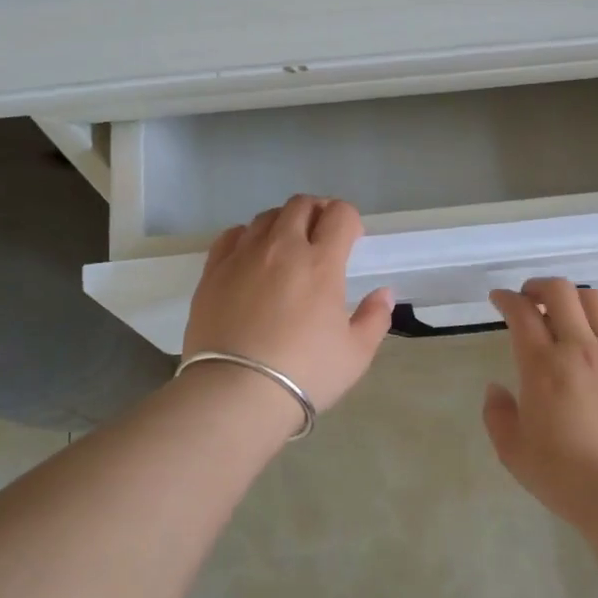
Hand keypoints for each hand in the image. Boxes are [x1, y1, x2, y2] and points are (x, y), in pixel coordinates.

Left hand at [183, 195, 393, 411]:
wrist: (235, 392)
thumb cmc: (305, 373)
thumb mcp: (355, 354)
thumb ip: (375, 318)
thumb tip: (383, 293)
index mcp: (321, 263)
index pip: (339, 215)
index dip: (350, 220)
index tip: (352, 240)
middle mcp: (281, 248)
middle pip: (301, 205)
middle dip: (318, 212)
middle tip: (322, 237)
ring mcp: (243, 256)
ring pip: (265, 217)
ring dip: (284, 223)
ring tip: (287, 248)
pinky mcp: (213, 272)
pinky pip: (231, 235)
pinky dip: (247, 236)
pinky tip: (251, 256)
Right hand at [482, 278, 597, 531]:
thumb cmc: (564, 476)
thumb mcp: (513, 451)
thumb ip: (497, 414)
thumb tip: (497, 388)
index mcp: (542, 366)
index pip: (521, 312)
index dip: (506, 298)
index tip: (499, 299)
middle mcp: (580, 348)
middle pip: (561, 291)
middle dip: (539, 286)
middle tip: (530, 299)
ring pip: (596, 302)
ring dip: (574, 300)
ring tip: (566, 315)